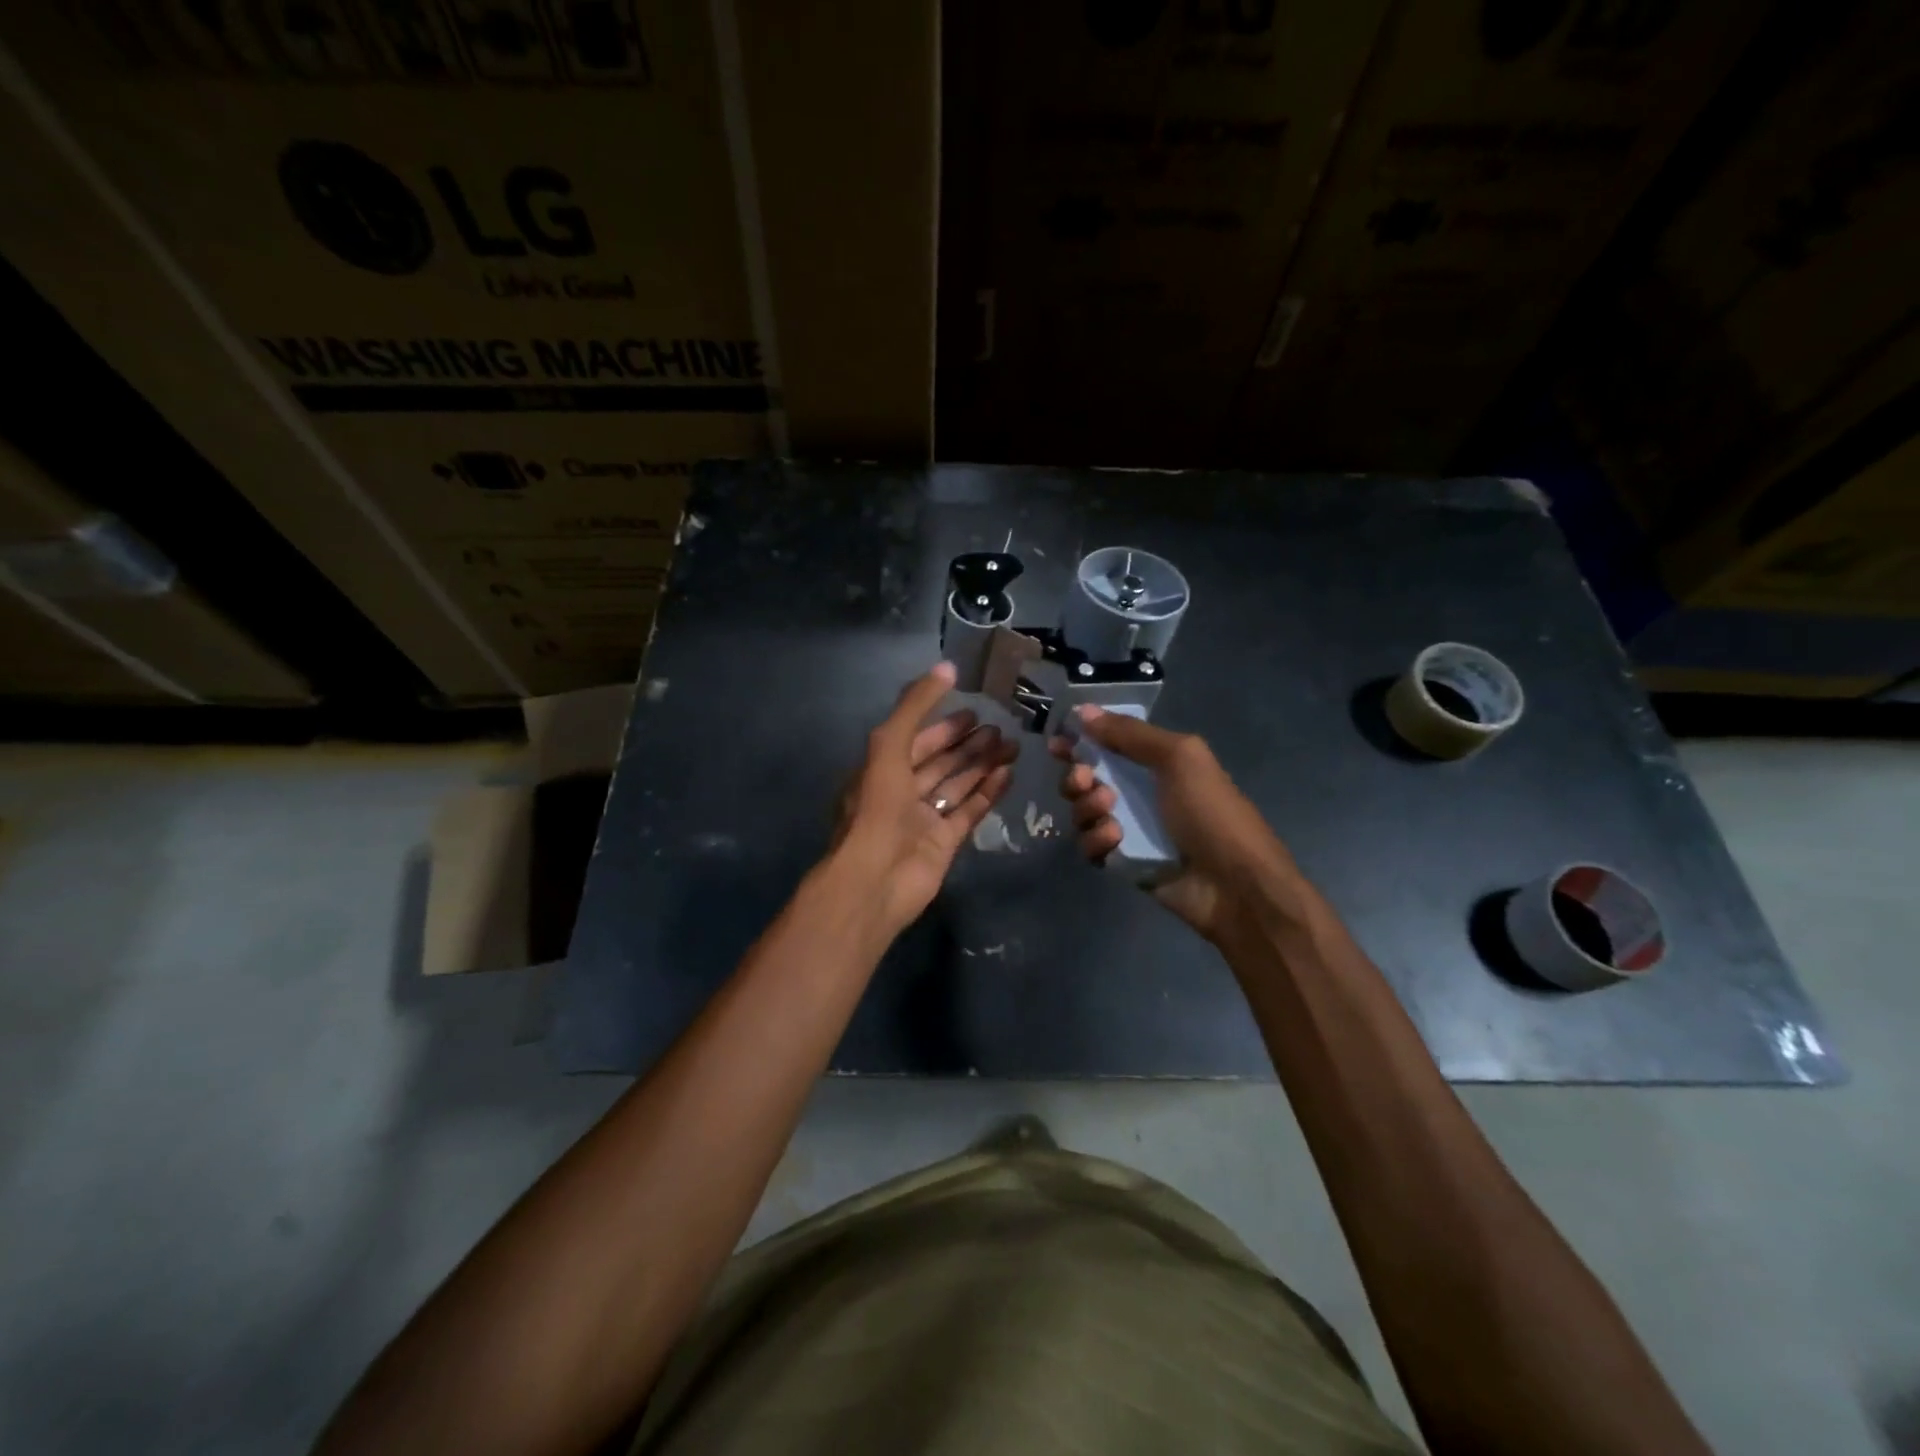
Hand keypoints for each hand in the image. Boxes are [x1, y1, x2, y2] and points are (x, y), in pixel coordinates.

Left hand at [832, 663, 1017, 932]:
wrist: (876, 879)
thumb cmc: (877, 808)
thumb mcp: (889, 745)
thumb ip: (916, 705)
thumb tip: (947, 667)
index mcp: (881, 770)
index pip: (916, 741)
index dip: (943, 725)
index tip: (973, 711)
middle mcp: (902, 793)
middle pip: (940, 762)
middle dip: (968, 744)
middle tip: (1001, 727)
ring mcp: (924, 819)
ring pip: (957, 784)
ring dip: (982, 764)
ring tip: (1012, 745)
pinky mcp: (945, 843)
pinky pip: (969, 811)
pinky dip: (988, 793)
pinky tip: (1009, 773)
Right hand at [1050, 706, 1300, 942]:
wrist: (1235, 884)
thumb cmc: (1211, 812)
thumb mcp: (1179, 758)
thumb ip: (1130, 733)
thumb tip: (1083, 711)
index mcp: (1154, 762)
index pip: (1106, 745)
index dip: (1079, 741)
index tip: (1058, 743)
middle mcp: (1137, 792)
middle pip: (1085, 778)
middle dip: (1076, 776)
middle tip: (1083, 779)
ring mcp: (1129, 829)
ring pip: (1083, 812)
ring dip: (1086, 806)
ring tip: (1108, 811)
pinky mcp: (1122, 861)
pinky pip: (1091, 846)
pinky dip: (1096, 840)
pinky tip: (1116, 840)